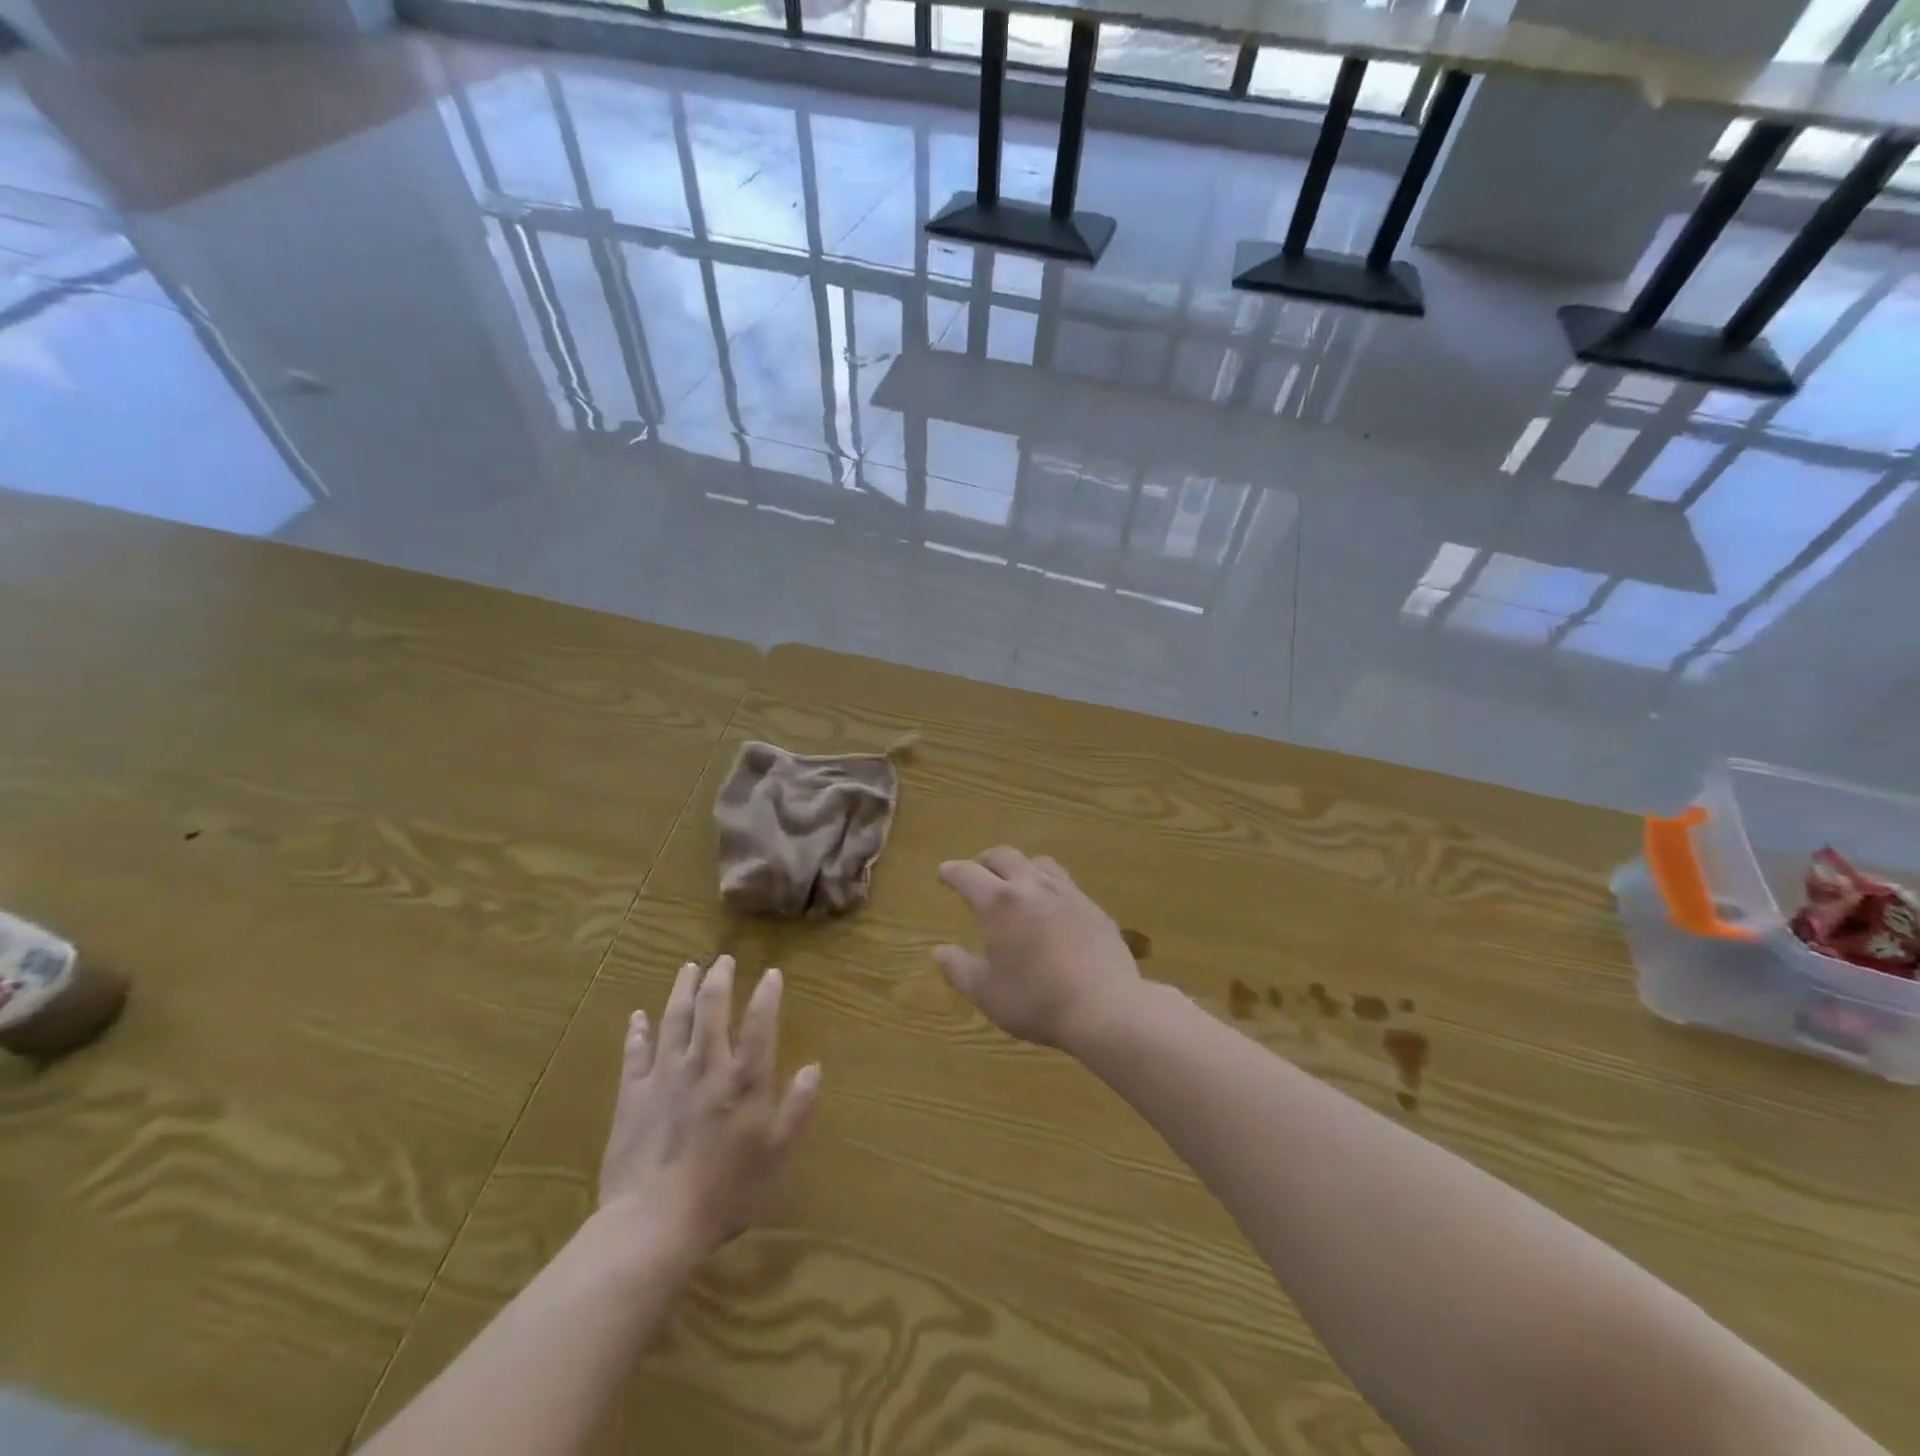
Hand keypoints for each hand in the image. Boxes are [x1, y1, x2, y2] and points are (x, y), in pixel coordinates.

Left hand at [599, 956, 820, 1260]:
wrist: (653, 1225)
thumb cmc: (725, 1193)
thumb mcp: (776, 1157)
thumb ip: (797, 1110)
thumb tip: (814, 1068)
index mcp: (744, 1080)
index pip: (760, 1023)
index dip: (767, 994)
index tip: (772, 973)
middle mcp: (706, 1066)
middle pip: (712, 1009)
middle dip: (719, 979)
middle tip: (723, 959)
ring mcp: (665, 1077)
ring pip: (674, 1020)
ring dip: (682, 990)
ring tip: (688, 968)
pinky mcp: (633, 1096)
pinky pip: (635, 1054)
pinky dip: (637, 1031)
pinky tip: (638, 1015)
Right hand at [934, 847, 1144, 1050]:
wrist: (1105, 1007)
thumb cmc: (1036, 1000)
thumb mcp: (987, 993)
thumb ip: (959, 969)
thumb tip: (940, 951)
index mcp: (1000, 903)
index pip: (968, 874)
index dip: (952, 871)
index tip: (944, 872)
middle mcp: (1032, 887)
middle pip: (1004, 856)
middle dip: (985, 860)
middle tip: (977, 871)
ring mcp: (1067, 893)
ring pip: (1039, 863)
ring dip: (1020, 867)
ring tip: (1016, 882)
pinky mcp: (1093, 907)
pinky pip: (1065, 883)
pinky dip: (1049, 885)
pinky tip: (1052, 907)